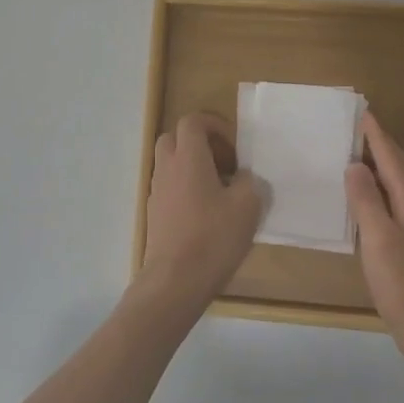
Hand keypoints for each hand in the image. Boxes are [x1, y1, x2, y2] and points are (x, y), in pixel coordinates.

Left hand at [136, 112, 265, 320]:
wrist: (175, 280)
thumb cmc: (213, 237)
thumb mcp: (247, 206)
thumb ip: (249, 182)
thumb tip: (242, 178)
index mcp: (188, 158)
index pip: (192, 121)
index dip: (214, 125)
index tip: (234, 146)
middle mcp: (166, 168)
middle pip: (174, 138)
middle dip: (199, 143)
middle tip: (224, 164)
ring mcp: (156, 192)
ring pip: (169, 164)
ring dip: (192, 167)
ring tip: (220, 192)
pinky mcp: (154, 214)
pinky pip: (169, 187)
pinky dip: (185, 189)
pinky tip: (206, 214)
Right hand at [345, 111, 403, 350]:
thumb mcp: (378, 239)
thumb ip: (366, 200)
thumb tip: (355, 164)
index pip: (392, 157)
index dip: (376, 135)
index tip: (361, 113)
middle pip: (401, 166)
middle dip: (382, 145)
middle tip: (359, 128)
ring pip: (403, 183)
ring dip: (384, 166)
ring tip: (362, 155)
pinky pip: (401, 199)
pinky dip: (386, 189)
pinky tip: (374, 198)